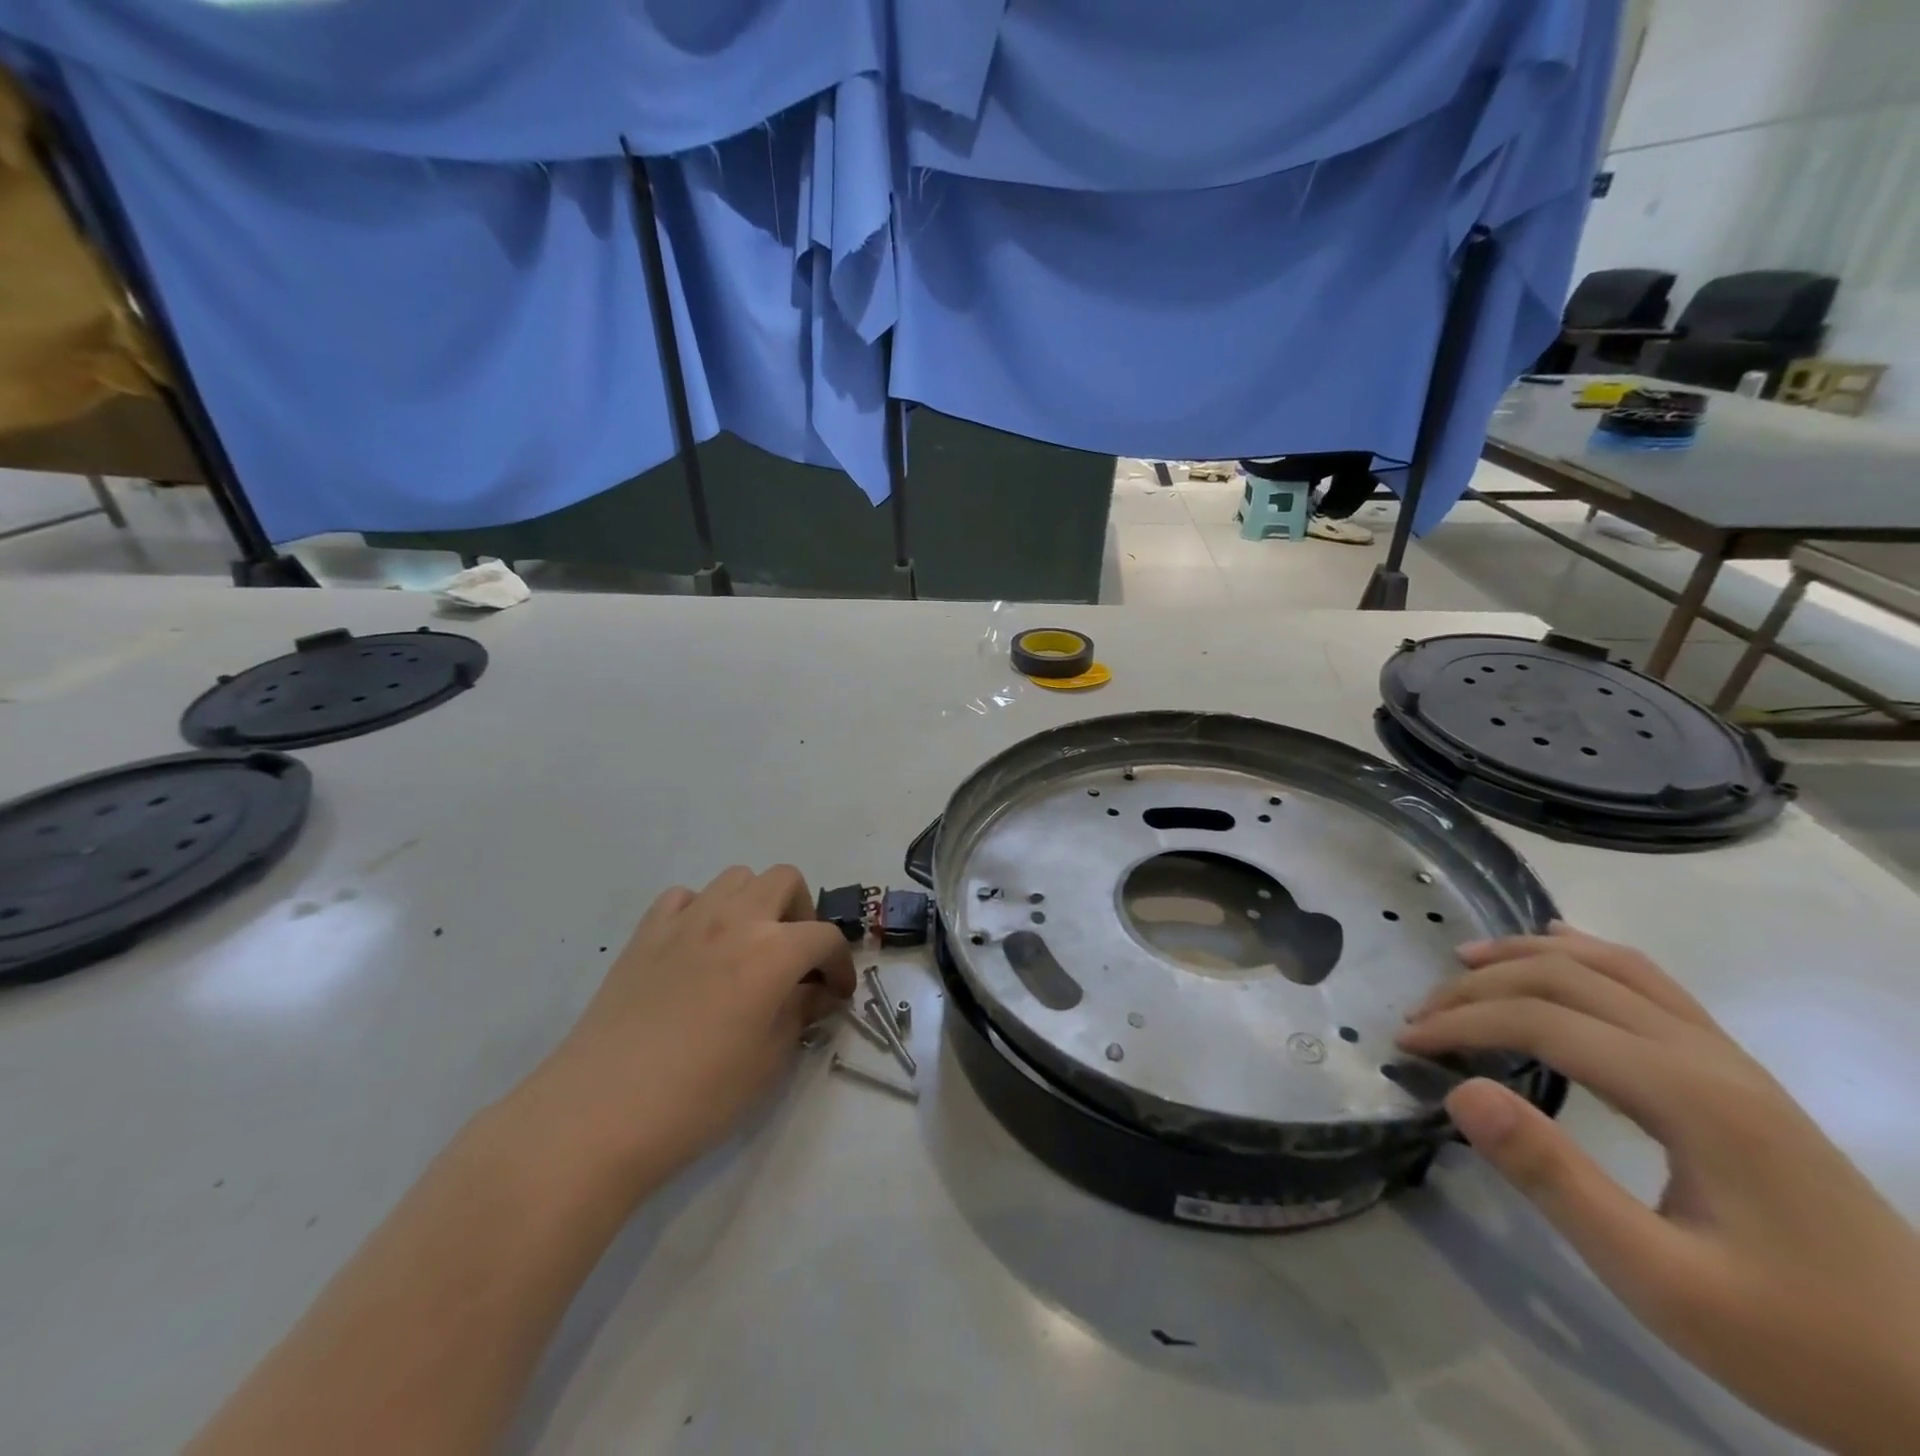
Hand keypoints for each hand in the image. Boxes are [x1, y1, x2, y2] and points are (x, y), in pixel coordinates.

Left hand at [508, 865, 855, 1196]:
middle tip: (795, 958)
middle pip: (785, 880)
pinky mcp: (646, 933)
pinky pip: (684, 897)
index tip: (837, 993)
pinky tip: (698, 949)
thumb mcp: (770, 1061)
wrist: (600, 1113)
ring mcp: (686, 920)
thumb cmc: (699, 1095)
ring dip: (754, 903)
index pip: (825, 937)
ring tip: (748, 948)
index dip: (841, 964)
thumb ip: (800, 1013)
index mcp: (773, 950)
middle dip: (801, 913)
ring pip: (735, 878)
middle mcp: (735, 919)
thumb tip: (815, 993)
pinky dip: (702, 911)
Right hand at [1397, 924, 1919, 1454]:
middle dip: (1481, 986)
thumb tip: (1460, 1091)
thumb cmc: (1799, 1341)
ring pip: (1612, 966)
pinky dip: (1589, 955)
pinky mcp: (1738, 1076)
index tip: (1406, 1044)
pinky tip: (1561, 949)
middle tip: (1422, 1016)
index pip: (1544, 1021)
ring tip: (1466, 962)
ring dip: (1528, 955)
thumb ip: (1555, 1179)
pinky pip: (1650, 984)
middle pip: (1569, 978)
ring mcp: (1730, 1060)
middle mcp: (1707, 1055)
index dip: (1463, 1021)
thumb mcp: (1661, 1281)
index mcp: (1689, 1095)